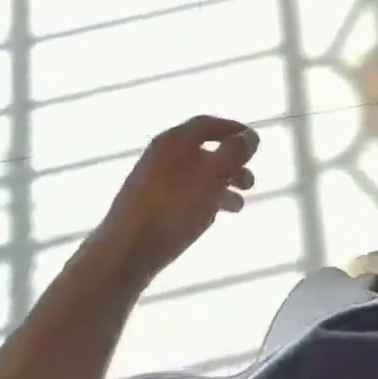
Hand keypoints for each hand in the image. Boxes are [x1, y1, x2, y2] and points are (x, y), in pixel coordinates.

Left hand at [92, 116, 258, 287]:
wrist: (123, 254)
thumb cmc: (173, 208)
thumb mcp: (213, 175)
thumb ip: (235, 152)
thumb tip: (250, 136)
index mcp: (174, 140)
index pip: (208, 124)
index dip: (234, 129)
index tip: (254, 142)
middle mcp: (160, 155)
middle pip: (203, 151)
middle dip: (231, 164)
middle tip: (251, 181)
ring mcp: (150, 182)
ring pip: (194, 176)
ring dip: (220, 186)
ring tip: (239, 206)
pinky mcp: (145, 208)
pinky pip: (182, 195)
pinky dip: (202, 201)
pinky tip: (212, 218)